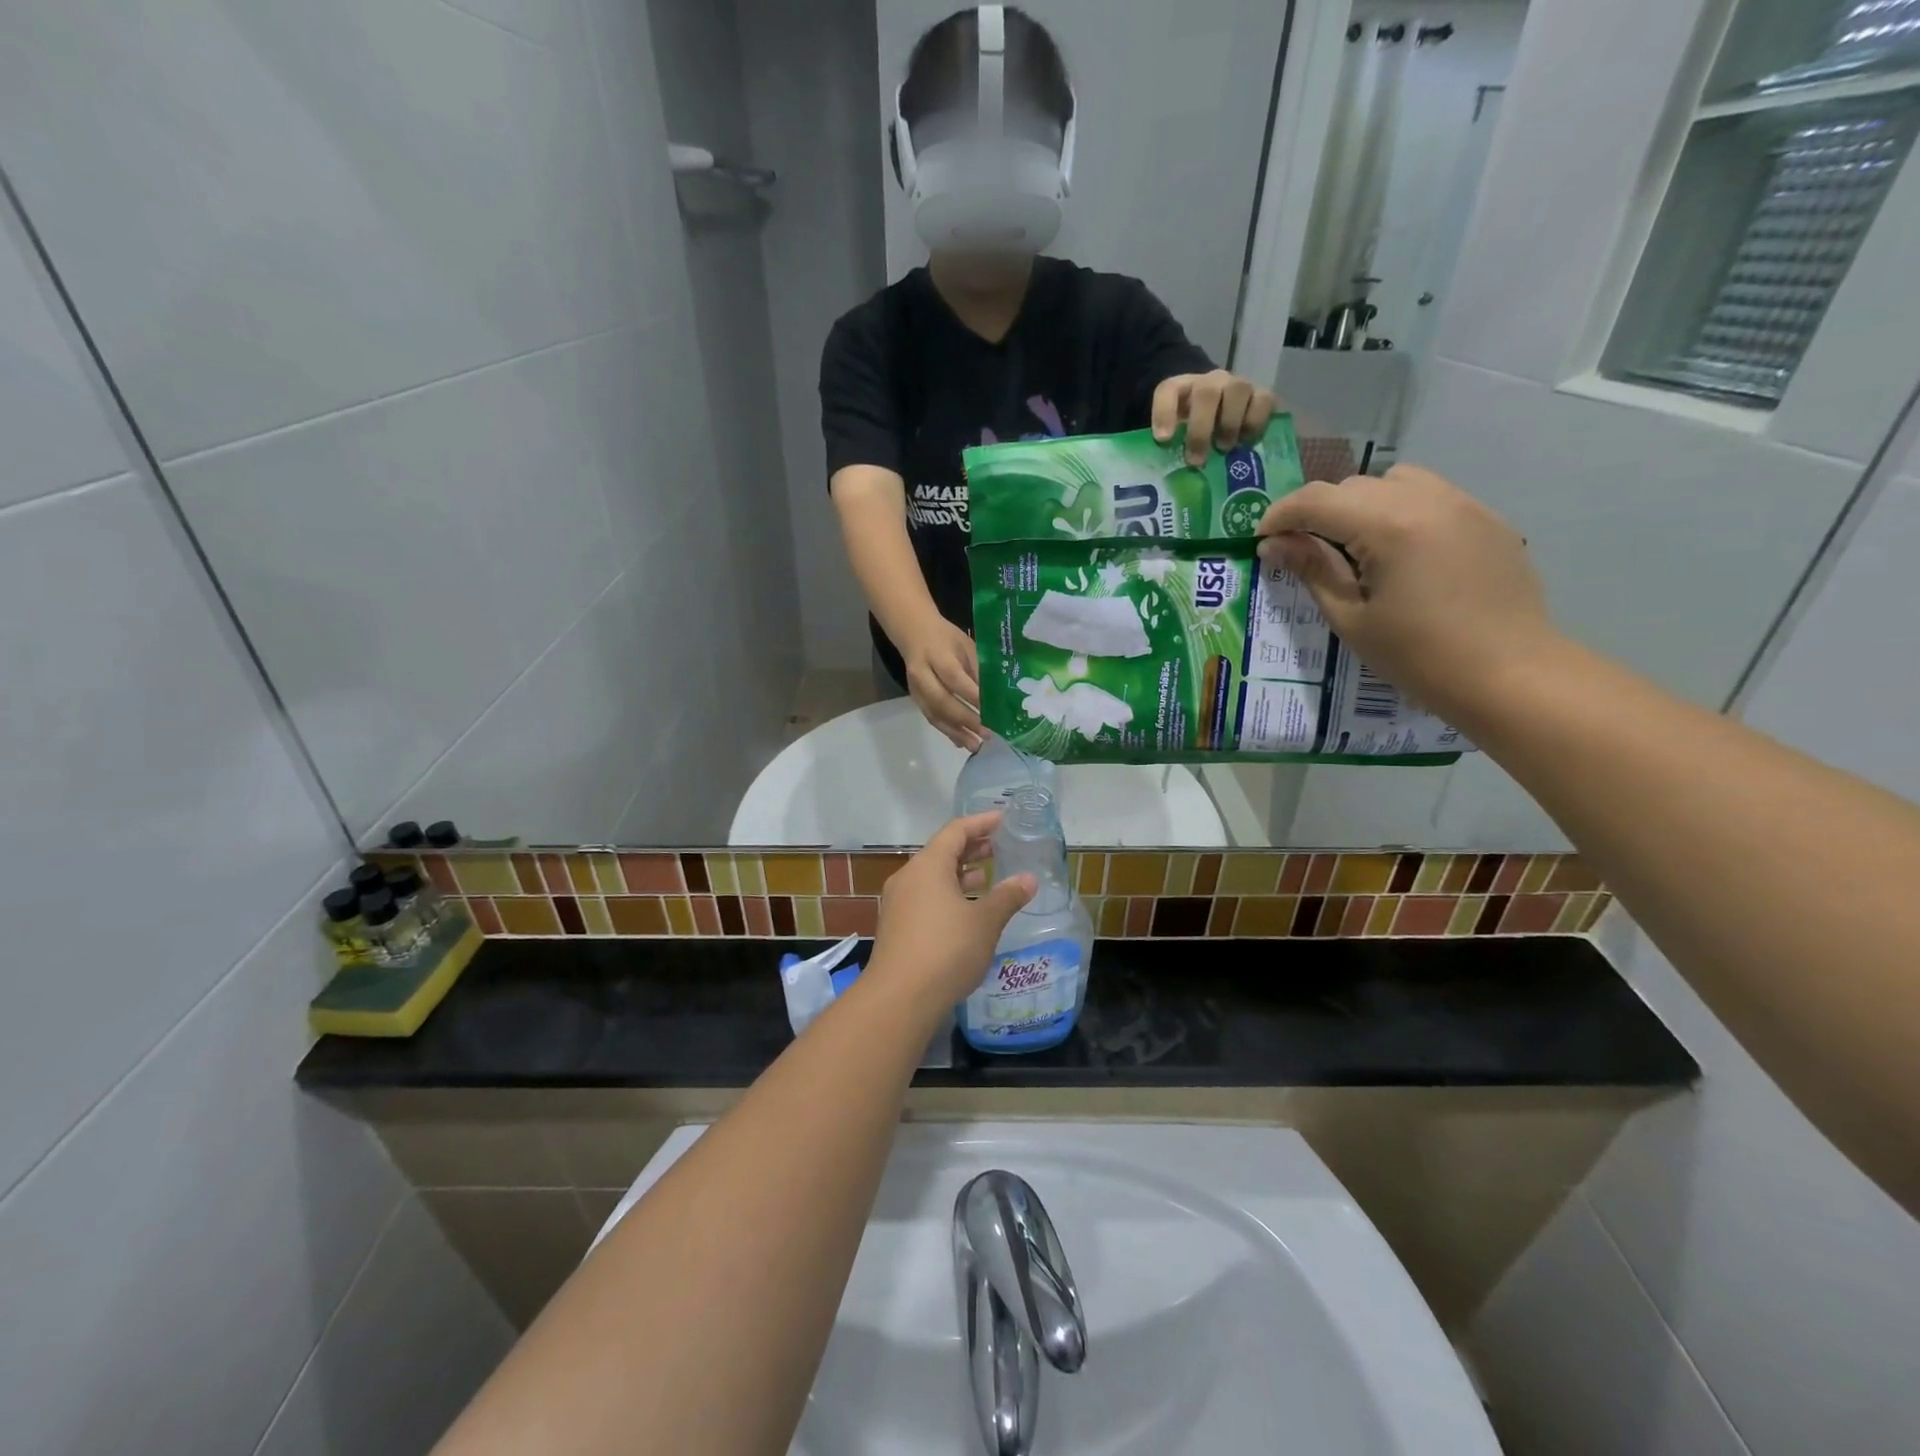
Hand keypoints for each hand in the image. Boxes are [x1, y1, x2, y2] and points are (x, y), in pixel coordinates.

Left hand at [871, 812, 1036, 1008]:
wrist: (899, 998)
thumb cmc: (946, 949)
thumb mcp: (985, 921)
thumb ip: (1007, 897)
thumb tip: (1029, 880)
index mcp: (928, 866)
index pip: (956, 831)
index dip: (981, 823)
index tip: (1003, 820)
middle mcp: (909, 877)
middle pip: (941, 852)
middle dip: (970, 848)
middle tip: (998, 847)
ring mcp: (899, 902)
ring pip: (932, 877)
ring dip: (959, 873)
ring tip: (985, 876)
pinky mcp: (897, 926)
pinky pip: (925, 897)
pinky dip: (947, 893)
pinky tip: (966, 910)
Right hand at [901, 616, 982, 751]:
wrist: (914, 633)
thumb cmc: (947, 638)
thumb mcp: (966, 645)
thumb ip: (978, 669)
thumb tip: (997, 696)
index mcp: (937, 655)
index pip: (954, 678)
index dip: (973, 696)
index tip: (993, 711)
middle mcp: (922, 674)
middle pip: (942, 701)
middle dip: (966, 719)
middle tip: (987, 733)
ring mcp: (916, 689)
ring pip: (935, 714)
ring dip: (956, 732)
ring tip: (976, 745)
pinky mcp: (915, 700)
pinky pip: (931, 719)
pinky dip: (947, 732)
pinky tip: (961, 742)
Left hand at [1151, 369, 1277, 464]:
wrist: (1224, 421)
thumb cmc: (1195, 434)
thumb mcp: (1177, 439)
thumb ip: (1171, 449)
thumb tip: (1165, 479)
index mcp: (1182, 390)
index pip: (1168, 390)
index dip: (1164, 413)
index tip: (1164, 440)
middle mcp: (1211, 382)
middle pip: (1206, 392)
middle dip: (1200, 429)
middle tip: (1197, 460)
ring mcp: (1238, 386)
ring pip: (1238, 390)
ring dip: (1230, 423)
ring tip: (1224, 448)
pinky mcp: (1262, 395)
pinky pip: (1264, 400)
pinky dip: (1256, 423)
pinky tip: (1246, 443)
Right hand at [1255, 464, 1557, 720]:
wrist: (1510, 675)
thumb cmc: (1418, 656)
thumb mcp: (1352, 618)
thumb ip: (1312, 570)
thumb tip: (1273, 544)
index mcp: (1389, 526)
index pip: (1317, 500)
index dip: (1280, 515)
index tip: (1262, 540)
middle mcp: (1427, 500)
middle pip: (1353, 486)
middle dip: (1319, 511)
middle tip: (1303, 551)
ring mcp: (1463, 505)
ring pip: (1394, 481)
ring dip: (1361, 504)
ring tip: (1353, 546)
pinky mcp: (1486, 519)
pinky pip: (1430, 496)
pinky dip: (1400, 511)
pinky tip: (1399, 554)